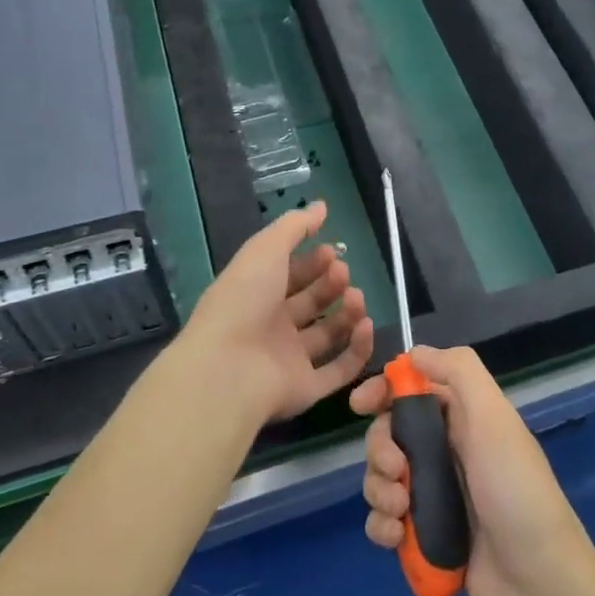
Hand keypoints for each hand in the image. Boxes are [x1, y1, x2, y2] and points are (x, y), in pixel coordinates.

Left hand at [175, 202, 373, 424]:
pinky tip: (366, 325)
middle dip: (331, 283)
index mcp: (257, 294)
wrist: (227, 369)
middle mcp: (273, 327)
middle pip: (311, 303)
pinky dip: (357, 349)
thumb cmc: (243, 300)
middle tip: (343, 273)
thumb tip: (321, 206)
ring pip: (328, 335)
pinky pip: (338, 369)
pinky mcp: (306, 389)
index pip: (289, 275)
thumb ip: (295, 226)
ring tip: (356, 297)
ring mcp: (289, 360)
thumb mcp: (265, 249)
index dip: (312, 261)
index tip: (332, 250)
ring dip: (347, 313)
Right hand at [350, 345, 594, 595]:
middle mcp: (450, 451)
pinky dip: (382, 526)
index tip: (360, 404)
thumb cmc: (515, 492)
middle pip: (391, 433)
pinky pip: (387, 521)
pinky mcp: (428, 538)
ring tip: (400, 512)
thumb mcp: (494, 418)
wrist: (541, 589)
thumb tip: (414, 353)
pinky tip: (396, 538)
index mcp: (466, 418)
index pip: (415, 388)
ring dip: (379, 490)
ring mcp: (438, 496)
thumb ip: (459, 372)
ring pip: (384, 477)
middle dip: (380, 448)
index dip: (384, 390)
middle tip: (395, 470)